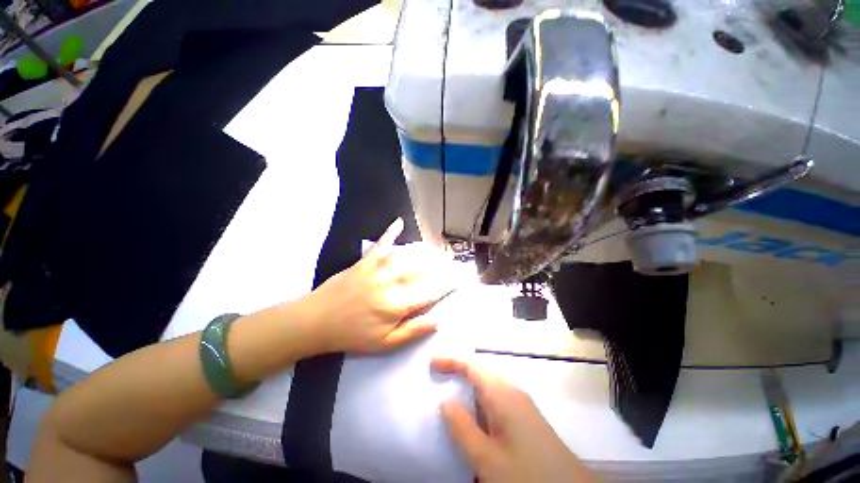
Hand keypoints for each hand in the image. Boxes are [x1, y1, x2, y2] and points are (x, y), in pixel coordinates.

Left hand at [306, 218, 455, 353]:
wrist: (318, 320)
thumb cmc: (353, 335)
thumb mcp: (385, 343)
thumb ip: (413, 330)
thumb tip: (438, 319)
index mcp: (399, 304)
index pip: (431, 291)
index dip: (447, 285)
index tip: (459, 279)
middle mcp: (393, 281)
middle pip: (422, 270)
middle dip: (440, 264)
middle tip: (452, 259)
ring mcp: (379, 267)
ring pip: (408, 255)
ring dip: (424, 250)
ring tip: (437, 247)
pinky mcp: (366, 260)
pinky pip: (382, 243)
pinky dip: (391, 231)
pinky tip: (399, 221)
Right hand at [432, 358, 596, 482]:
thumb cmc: (525, 474)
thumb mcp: (487, 458)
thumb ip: (463, 428)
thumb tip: (445, 402)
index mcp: (503, 394)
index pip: (472, 366)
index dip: (451, 360)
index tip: (431, 362)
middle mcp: (513, 393)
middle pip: (480, 373)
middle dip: (458, 372)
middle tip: (436, 377)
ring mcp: (521, 406)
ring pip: (488, 388)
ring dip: (468, 388)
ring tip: (449, 394)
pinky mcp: (525, 420)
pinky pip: (496, 402)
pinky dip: (479, 403)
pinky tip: (473, 418)